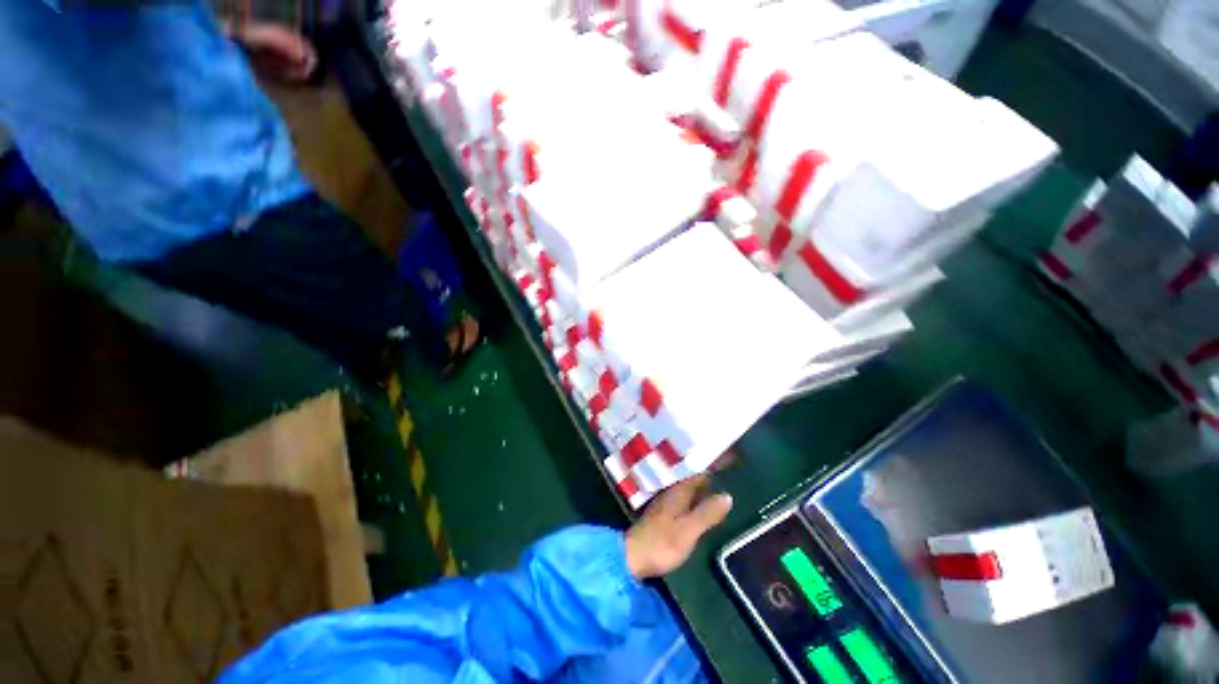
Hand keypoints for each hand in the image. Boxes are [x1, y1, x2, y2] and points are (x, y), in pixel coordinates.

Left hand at [625, 475, 732, 579]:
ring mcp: (664, 503)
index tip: (727, 459)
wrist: (632, 557)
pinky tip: (698, 503)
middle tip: (724, 469)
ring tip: (715, 484)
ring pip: (686, 489)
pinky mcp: (661, 516)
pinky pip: (681, 499)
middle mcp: (671, 492)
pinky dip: (692, 498)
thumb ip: (707, 513)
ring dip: (699, 486)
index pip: (697, 473)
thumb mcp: (689, 529)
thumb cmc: (662, 542)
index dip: (710, 466)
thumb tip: (727, 495)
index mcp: (678, 492)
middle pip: (691, 480)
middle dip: (706, 475)